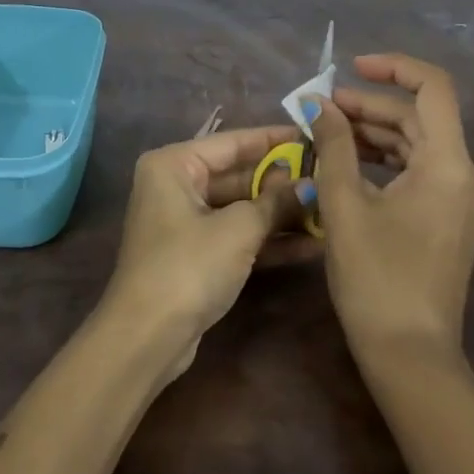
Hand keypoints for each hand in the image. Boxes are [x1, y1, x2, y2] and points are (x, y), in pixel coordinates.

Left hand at [101, 124, 304, 380]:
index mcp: (173, 164)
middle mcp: (175, 185)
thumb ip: (276, 202)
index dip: (274, 139)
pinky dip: (267, 240)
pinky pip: (236, 236)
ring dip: (280, 213)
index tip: (312, 135)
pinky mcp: (195, 255)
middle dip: (281, 181)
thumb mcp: (238, 229)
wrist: (146, 339)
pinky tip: (311, 244)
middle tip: (326, 176)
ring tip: (327, 209)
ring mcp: (184, 222)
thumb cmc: (188, 266)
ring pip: (239, 208)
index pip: (232, 142)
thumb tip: (311, 185)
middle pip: (237, 175)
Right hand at [301, 54, 473, 359]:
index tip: (352, 68)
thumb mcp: (344, 205)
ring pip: (419, 144)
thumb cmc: (376, 279)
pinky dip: (387, 160)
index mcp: (450, 164)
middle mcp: (468, 174)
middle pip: (420, 118)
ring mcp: (465, 198)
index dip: (393, 67)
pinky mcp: (454, 218)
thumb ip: (333, 145)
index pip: (433, 87)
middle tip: (322, 110)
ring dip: (375, 134)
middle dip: (370, 107)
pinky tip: (350, 164)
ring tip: (327, 134)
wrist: (411, 357)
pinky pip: (421, 170)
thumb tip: (318, 104)